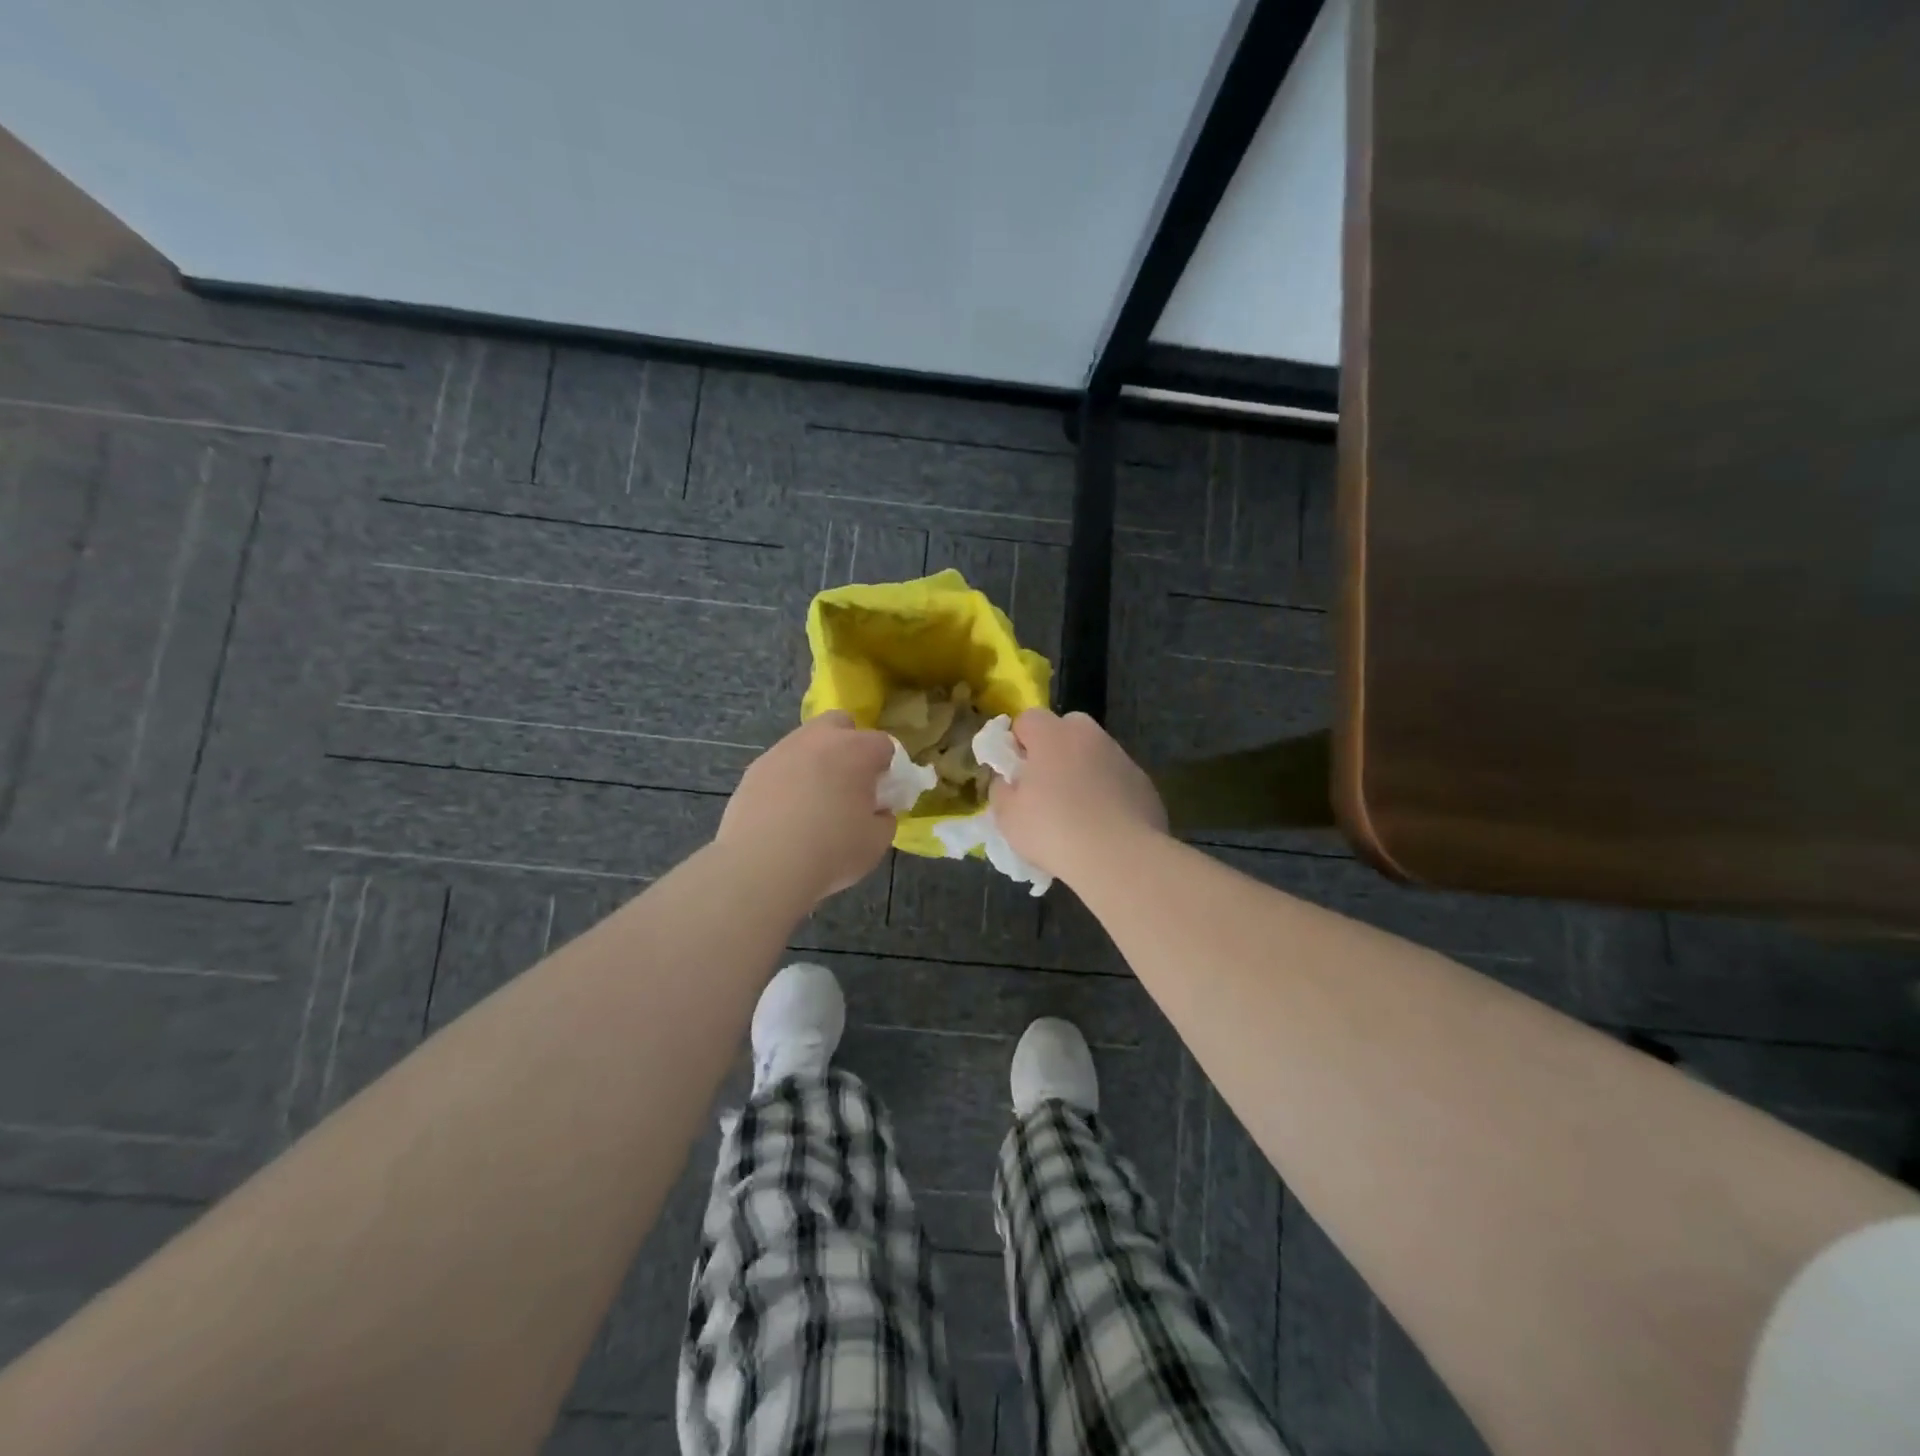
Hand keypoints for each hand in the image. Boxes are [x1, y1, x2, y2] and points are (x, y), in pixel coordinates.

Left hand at [715, 712, 895, 902]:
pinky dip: (788, 779)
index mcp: (856, 750)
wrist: (763, 866)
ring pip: (807, 742)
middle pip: (841, 724)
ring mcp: (782, 750)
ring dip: (816, 761)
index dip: (888, 768)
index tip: (883, 793)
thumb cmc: (831, 851)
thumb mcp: (876, 841)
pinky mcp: (755, 769)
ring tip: (813, 800)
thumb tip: (877, 810)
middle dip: (849, 744)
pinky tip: (786, 811)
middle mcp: (819, 739)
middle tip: (849, 782)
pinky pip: (781, 765)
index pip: (884, 744)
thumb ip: (884, 818)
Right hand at [990, 709, 1166, 882]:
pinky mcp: (1143, 782)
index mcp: (1052, 734)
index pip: (1027, 718)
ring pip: (1093, 754)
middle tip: (1044, 788)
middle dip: (1053, 750)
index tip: (1015, 772)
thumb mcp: (1007, 816)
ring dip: (1082, 771)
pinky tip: (1103, 825)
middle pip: (1066, 729)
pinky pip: (1116, 779)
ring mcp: (1121, 756)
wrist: (1120, 857)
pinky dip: (1107, 792)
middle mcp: (1089, 735)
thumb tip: (1007, 780)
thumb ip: (1001, 789)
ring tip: (1076, 813)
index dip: (1017, 742)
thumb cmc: (1053, 830)